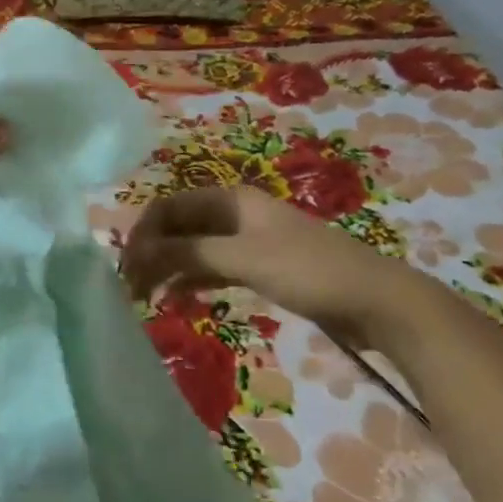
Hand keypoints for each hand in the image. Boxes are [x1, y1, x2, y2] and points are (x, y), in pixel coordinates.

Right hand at [120, 185, 416, 347]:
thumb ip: (188, 254)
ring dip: (168, 269)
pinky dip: (192, 282)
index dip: (143, 233)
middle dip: (151, 253)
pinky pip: (212, 268)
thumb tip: (135, 253)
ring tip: (146, 299)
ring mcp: (247, 241)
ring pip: (193, 250)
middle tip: (130, 289)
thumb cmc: (309, 271)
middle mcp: (234, 214)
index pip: (168, 207)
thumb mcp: (243, 259)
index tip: (125, 268)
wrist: (377, 301)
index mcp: (230, 199)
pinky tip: (176, 301)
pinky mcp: (260, 267)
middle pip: (178, 228)